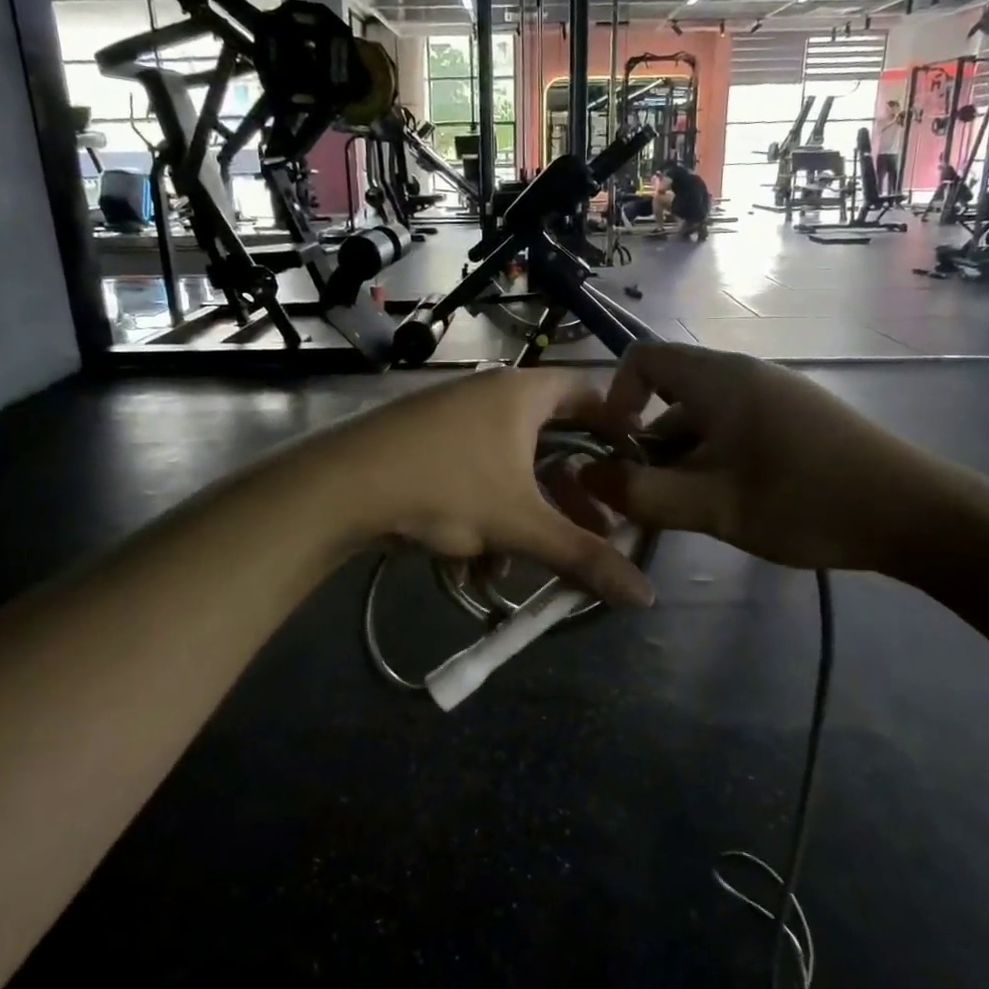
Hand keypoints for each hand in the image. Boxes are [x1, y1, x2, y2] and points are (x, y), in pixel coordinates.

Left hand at [330, 370, 654, 606]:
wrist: (341, 484)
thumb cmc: (446, 485)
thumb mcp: (521, 525)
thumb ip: (583, 557)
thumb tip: (646, 597)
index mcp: (522, 393)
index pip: (588, 391)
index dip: (617, 424)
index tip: (634, 463)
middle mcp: (489, 392)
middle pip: (549, 438)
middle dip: (570, 489)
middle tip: (592, 526)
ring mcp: (452, 414)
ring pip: (508, 463)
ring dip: (524, 510)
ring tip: (529, 557)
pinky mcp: (422, 439)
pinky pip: (472, 470)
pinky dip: (483, 508)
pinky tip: (474, 559)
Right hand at [583, 344, 966, 576]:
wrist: (917, 515)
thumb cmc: (806, 500)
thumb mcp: (713, 505)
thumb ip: (641, 492)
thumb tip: (585, 475)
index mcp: (720, 379)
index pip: (643, 357)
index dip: (615, 396)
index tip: (616, 448)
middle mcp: (744, 375)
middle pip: (671, 394)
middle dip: (649, 444)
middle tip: (649, 497)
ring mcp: (774, 397)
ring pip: (703, 419)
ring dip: (683, 459)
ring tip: (691, 511)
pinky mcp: (796, 421)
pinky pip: (734, 430)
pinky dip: (715, 461)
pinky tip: (731, 504)